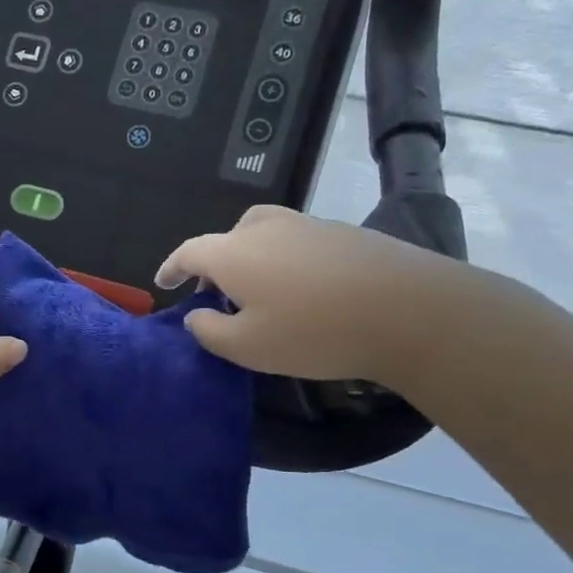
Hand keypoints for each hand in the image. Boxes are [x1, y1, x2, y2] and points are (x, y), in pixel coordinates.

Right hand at [156, 205, 449, 384]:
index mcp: (234, 252)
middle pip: (228, 237)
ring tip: (260, 291)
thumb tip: (196, 315)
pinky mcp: (344, 234)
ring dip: (252, 258)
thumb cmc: (314, 332)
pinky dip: (286, 260)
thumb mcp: (247, 347)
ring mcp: (308, 226)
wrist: (409, 310)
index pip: (189, 252)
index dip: (172, 267)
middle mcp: (266, 229)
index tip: (163, 282)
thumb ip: (209, 331)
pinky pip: (298, 242)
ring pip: (265, 234)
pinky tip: (304, 290)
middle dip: (214, 262)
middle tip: (216, 292)